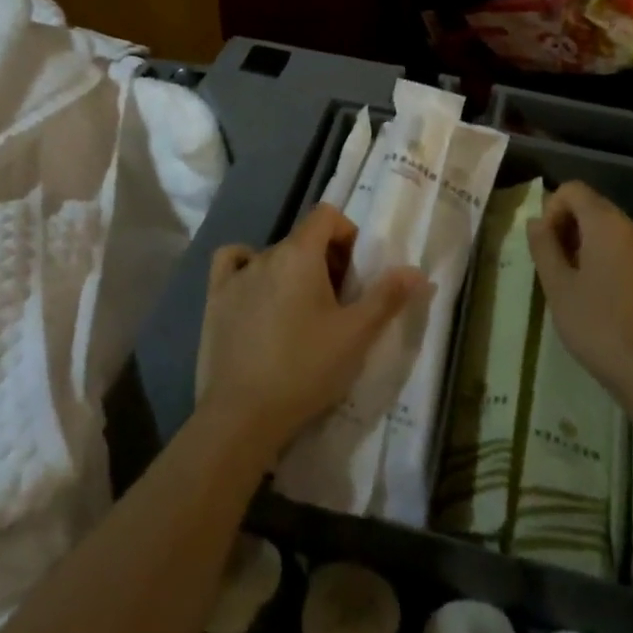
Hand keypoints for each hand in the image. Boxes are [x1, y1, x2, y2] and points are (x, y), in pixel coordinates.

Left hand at [197, 206, 426, 459]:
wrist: (243, 416)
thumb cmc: (306, 369)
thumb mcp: (356, 335)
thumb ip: (387, 297)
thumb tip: (417, 270)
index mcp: (300, 254)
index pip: (326, 215)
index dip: (347, 234)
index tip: (355, 273)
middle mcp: (266, 254)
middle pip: (303, 239)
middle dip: (325, 260)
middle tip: (337, 304)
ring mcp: (236, 276)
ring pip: (273, 256)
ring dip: (293, 271)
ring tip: (302, 312)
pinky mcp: (215, 299)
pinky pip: (232, 263)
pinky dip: (247, 267)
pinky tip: (257, 291)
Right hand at [528, 182, 632, 412]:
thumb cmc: (599, 328)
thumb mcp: (558, 289)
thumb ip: (544, 247)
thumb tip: (536, 221)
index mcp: (607, 224)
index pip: (574, 190)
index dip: (554, 209)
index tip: (549, 245)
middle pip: (600, 211)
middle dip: (577, 230)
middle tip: (565, 270)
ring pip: (625, 235)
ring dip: (604, 249)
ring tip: (595, 288)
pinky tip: (629, 297)